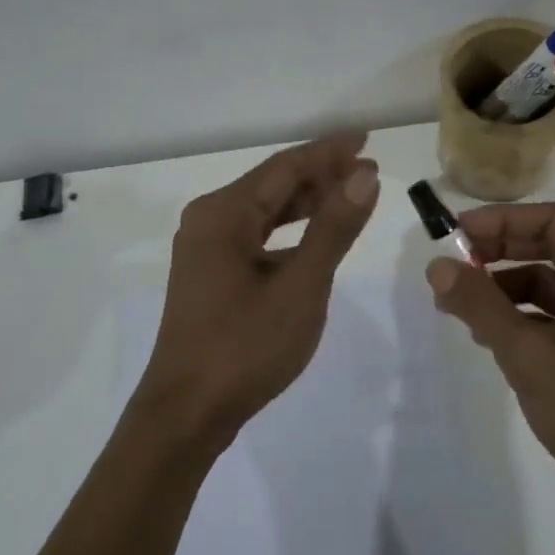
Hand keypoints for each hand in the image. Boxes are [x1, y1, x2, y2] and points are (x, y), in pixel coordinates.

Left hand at [138, 133, 379, 445]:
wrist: (187, 414)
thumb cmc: (245, 347)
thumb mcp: (301, 286)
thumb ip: (333, 228)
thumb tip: (364, 175)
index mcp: (223, 213)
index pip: (285, 167)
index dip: (328, 152)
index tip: (366, 140)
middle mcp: (209, 220)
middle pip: (273, 185)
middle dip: (321, 175)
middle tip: (368, 169)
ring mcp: (206, 248)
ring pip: (265, 211)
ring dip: (307, 202)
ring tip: (351, 194)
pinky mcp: (210, 273)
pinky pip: (256, 236)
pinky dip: (289, 231)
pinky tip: (315, 236)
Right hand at [425, 202, 554, 513]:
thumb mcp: (527, 354)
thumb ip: (480, 304)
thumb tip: (436, 266)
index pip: (553, 221)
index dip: (500, 222)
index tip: (456, 235)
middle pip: (554, 247)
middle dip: (500, 255)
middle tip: (454, 266)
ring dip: (509, 288)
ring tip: (463, 308)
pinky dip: (528, 315)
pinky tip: (493, 334)